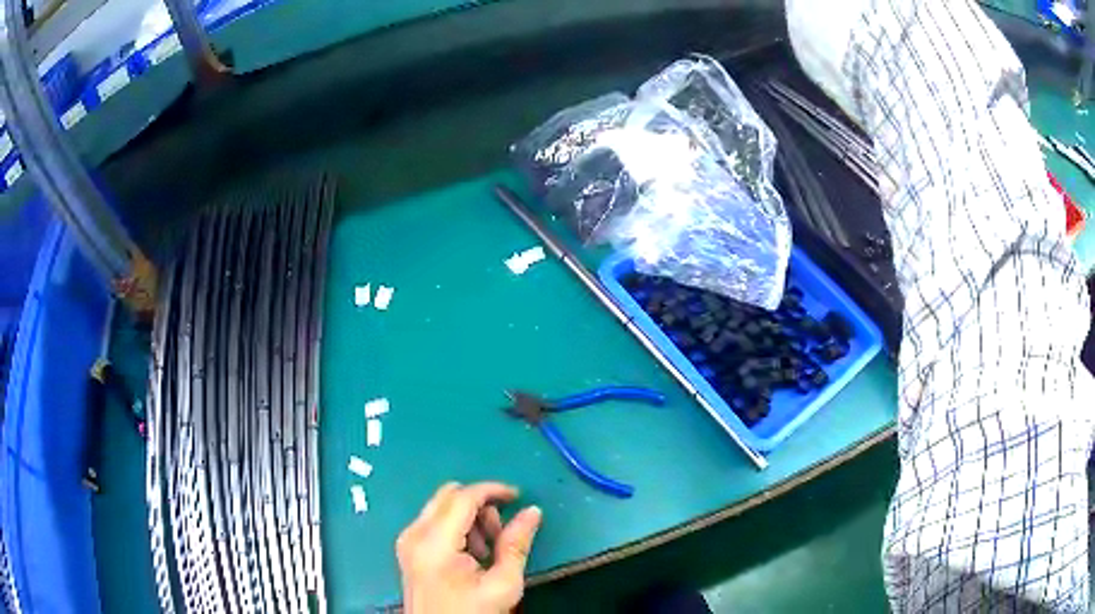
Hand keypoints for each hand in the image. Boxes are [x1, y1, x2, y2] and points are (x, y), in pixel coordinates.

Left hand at [397, 482, 542, 612]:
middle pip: (449, 495)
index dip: (493, 490)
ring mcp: (407, 540)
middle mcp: (414, 534)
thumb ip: (516, 545)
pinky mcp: (407, 548)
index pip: (463, 497)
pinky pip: (433, 521)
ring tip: (487, 551)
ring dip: (469, 517)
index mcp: (435, 543)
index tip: (518, 497)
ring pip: (441, 506)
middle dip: (480, 505)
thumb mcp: (503, 584)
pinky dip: (456, 528)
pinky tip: (471, 555)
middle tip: (501, 533)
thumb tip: (532, 512)